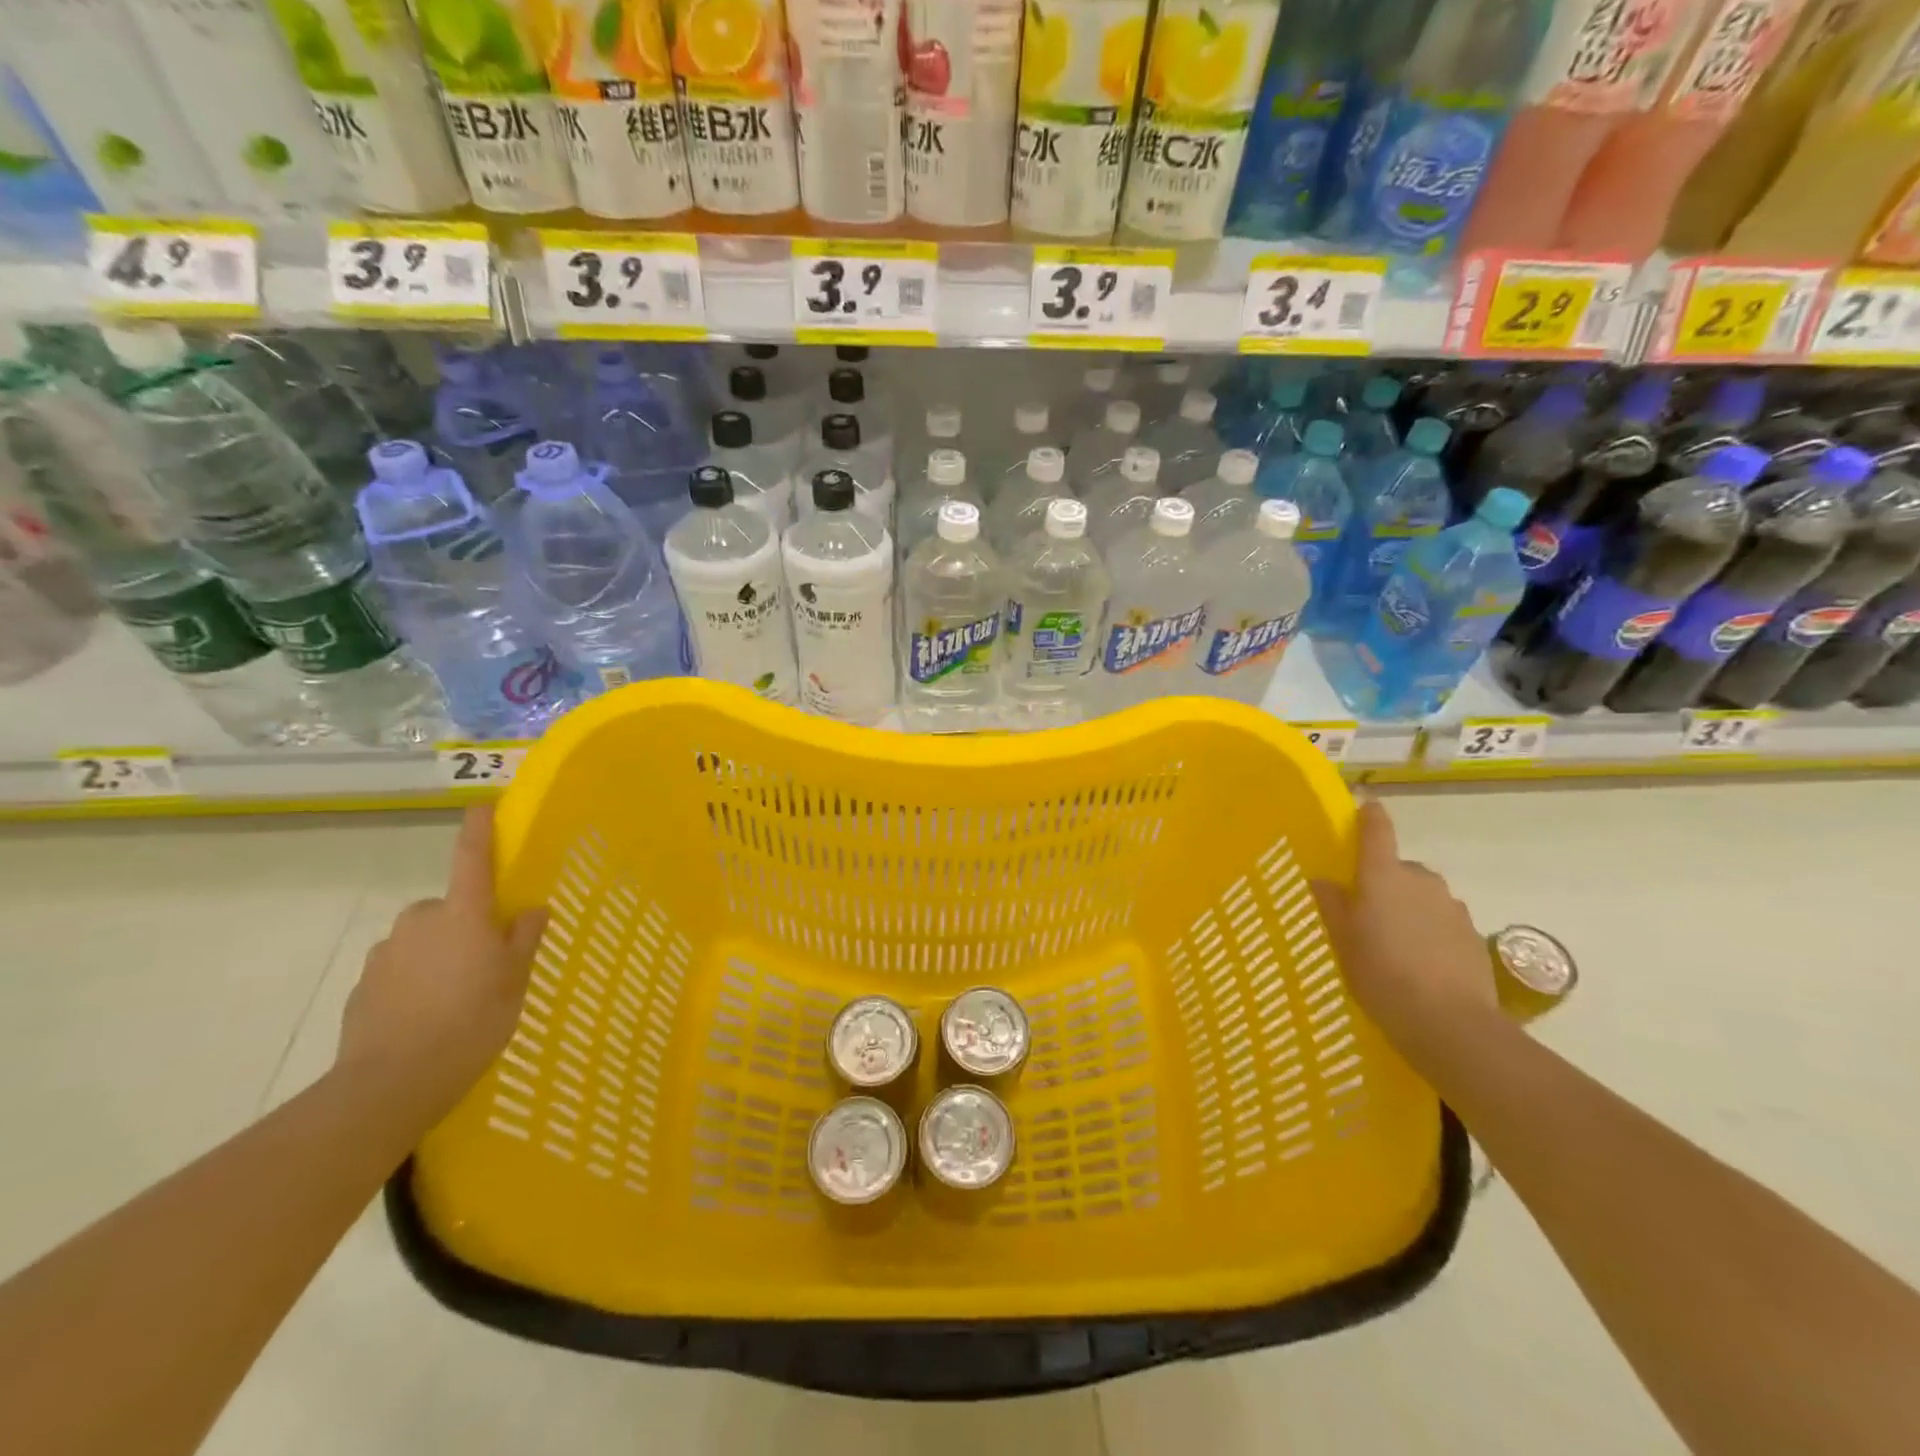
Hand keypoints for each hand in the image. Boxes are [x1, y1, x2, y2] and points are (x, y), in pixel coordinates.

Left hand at [336, 805, 546, 1120]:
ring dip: (439, 953)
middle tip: (486, 959)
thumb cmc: (471, 1022)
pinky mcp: (363, 986)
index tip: (481, 805)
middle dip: (465, 923)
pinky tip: (426, 1015)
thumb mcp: (514, 981)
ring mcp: (386, 953)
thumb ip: (524, 939)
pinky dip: (414, 981)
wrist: (391, 1084)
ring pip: (422, 939)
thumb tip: (531, 909)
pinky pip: (399, 969)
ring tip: (456, 995)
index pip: (471, 858)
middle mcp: (420, 922)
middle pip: (448, 907)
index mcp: (463, 914)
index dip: (478, 830)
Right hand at [1312, 798, 1496, 1059]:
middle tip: (1366, 912)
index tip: (1365, 808)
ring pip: (1424, 896)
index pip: (1377, 831)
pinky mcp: (1473, 936)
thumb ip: (1332, 904)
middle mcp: (1420, 881)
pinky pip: (1443, 922)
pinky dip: (1431, 932)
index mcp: (1382, 876)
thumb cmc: (1381, 975)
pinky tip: (1421, 963)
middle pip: (1400, 868)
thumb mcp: (1342, 941)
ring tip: (1395, 942)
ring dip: (1410, 907)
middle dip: (1385, 881)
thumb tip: (1323, 879)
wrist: (1450, 1024)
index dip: (1370, 816)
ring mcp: (1452, 908)